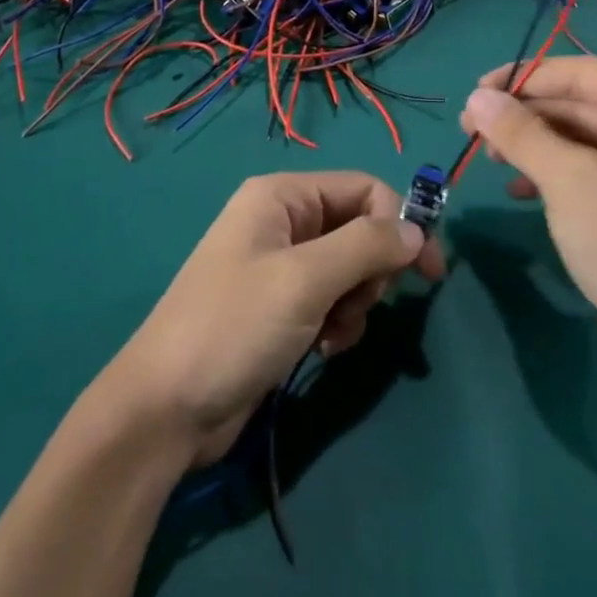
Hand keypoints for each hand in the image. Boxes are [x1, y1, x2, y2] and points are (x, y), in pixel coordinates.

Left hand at [102, 172, 446, 465]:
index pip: (364, 188)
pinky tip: (323, 349)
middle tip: (358, 304)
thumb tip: (417, 230)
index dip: (400, 224)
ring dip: (355, 303)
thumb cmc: (234, 326)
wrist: (166, 408)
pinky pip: (331, 301)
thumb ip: (366, 245)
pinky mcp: (279, 309)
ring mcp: (279, 267)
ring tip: (332, 332)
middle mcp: (282, 222)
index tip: (429, 272)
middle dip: (371, 271)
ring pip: (350, 270)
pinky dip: (338, 323)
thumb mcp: (304, 279)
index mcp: (282, 196)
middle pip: (359, 229)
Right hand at [459, 56, 596, 375]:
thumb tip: (477, 97)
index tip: (474, 91)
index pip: (585, 74)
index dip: (524, 79)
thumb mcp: (567, 179)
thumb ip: (519, 131)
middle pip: (584, 105)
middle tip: (470, 128)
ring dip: (536, 145)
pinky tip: (519, 187)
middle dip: (526, 117)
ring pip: (586, 137)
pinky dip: (558, 172)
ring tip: (487, 157)